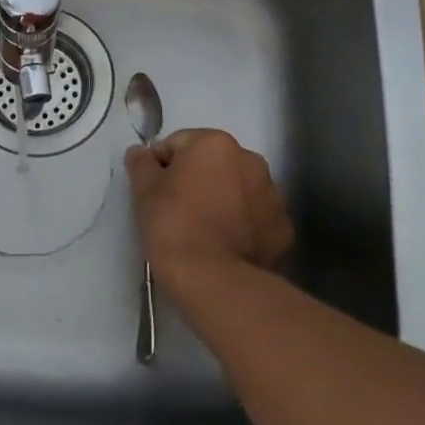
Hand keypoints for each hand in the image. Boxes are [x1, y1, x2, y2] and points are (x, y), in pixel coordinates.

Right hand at [125, 129, 293, 289]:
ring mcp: (272, 194)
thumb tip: (140, 152)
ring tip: (204, 231)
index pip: (178, 145)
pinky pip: (256, 217)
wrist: (214, 281)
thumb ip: (141, 163)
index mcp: (215, 143)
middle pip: (213, 163)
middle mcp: (250, 159)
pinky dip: (243, 225)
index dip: (161, 167)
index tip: (154, 193)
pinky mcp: (283, 227)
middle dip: (197, 180)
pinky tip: (227, 246)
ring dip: (223, 200)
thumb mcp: (144, 191)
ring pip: (238, 189)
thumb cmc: (173, 226)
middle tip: (178, 211)